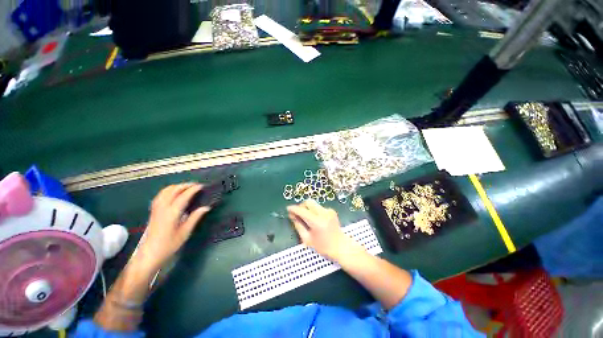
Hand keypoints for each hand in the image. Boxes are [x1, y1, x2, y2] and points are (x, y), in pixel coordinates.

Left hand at [134, 183, 210, 273]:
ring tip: (186, 187)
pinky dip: (168, 190)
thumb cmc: (169, 245)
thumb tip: (206, 207)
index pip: (184, 196)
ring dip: (176, 186)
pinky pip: (160, 195)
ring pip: (165, 191)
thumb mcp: (185, 232)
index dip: (193, 189)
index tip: (202, 186)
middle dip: (185, 185)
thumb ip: (195, 218)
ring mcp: (156, 209)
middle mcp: (163, 208)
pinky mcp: (153, 211)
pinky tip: (173, 193)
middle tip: (196, 185)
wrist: (149, 254)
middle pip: (173, 190)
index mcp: (172, 213)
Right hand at [287, 200, 362, 260]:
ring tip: (306, 218)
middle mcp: (323, 213)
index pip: (302, 211)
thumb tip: (292, 216)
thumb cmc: (323, 247)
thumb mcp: (307, 239)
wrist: (341, 247)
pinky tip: (315, 220)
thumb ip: (299, 226)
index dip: (294, 209)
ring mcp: (328, 211)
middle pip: (308, 202)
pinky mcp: (331, 210)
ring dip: (307, 208)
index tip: (288, 208)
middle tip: (297, 214)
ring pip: (313, 204)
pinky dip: (314, 211)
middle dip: (301, 206)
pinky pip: (318, 207)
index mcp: (317, 222)